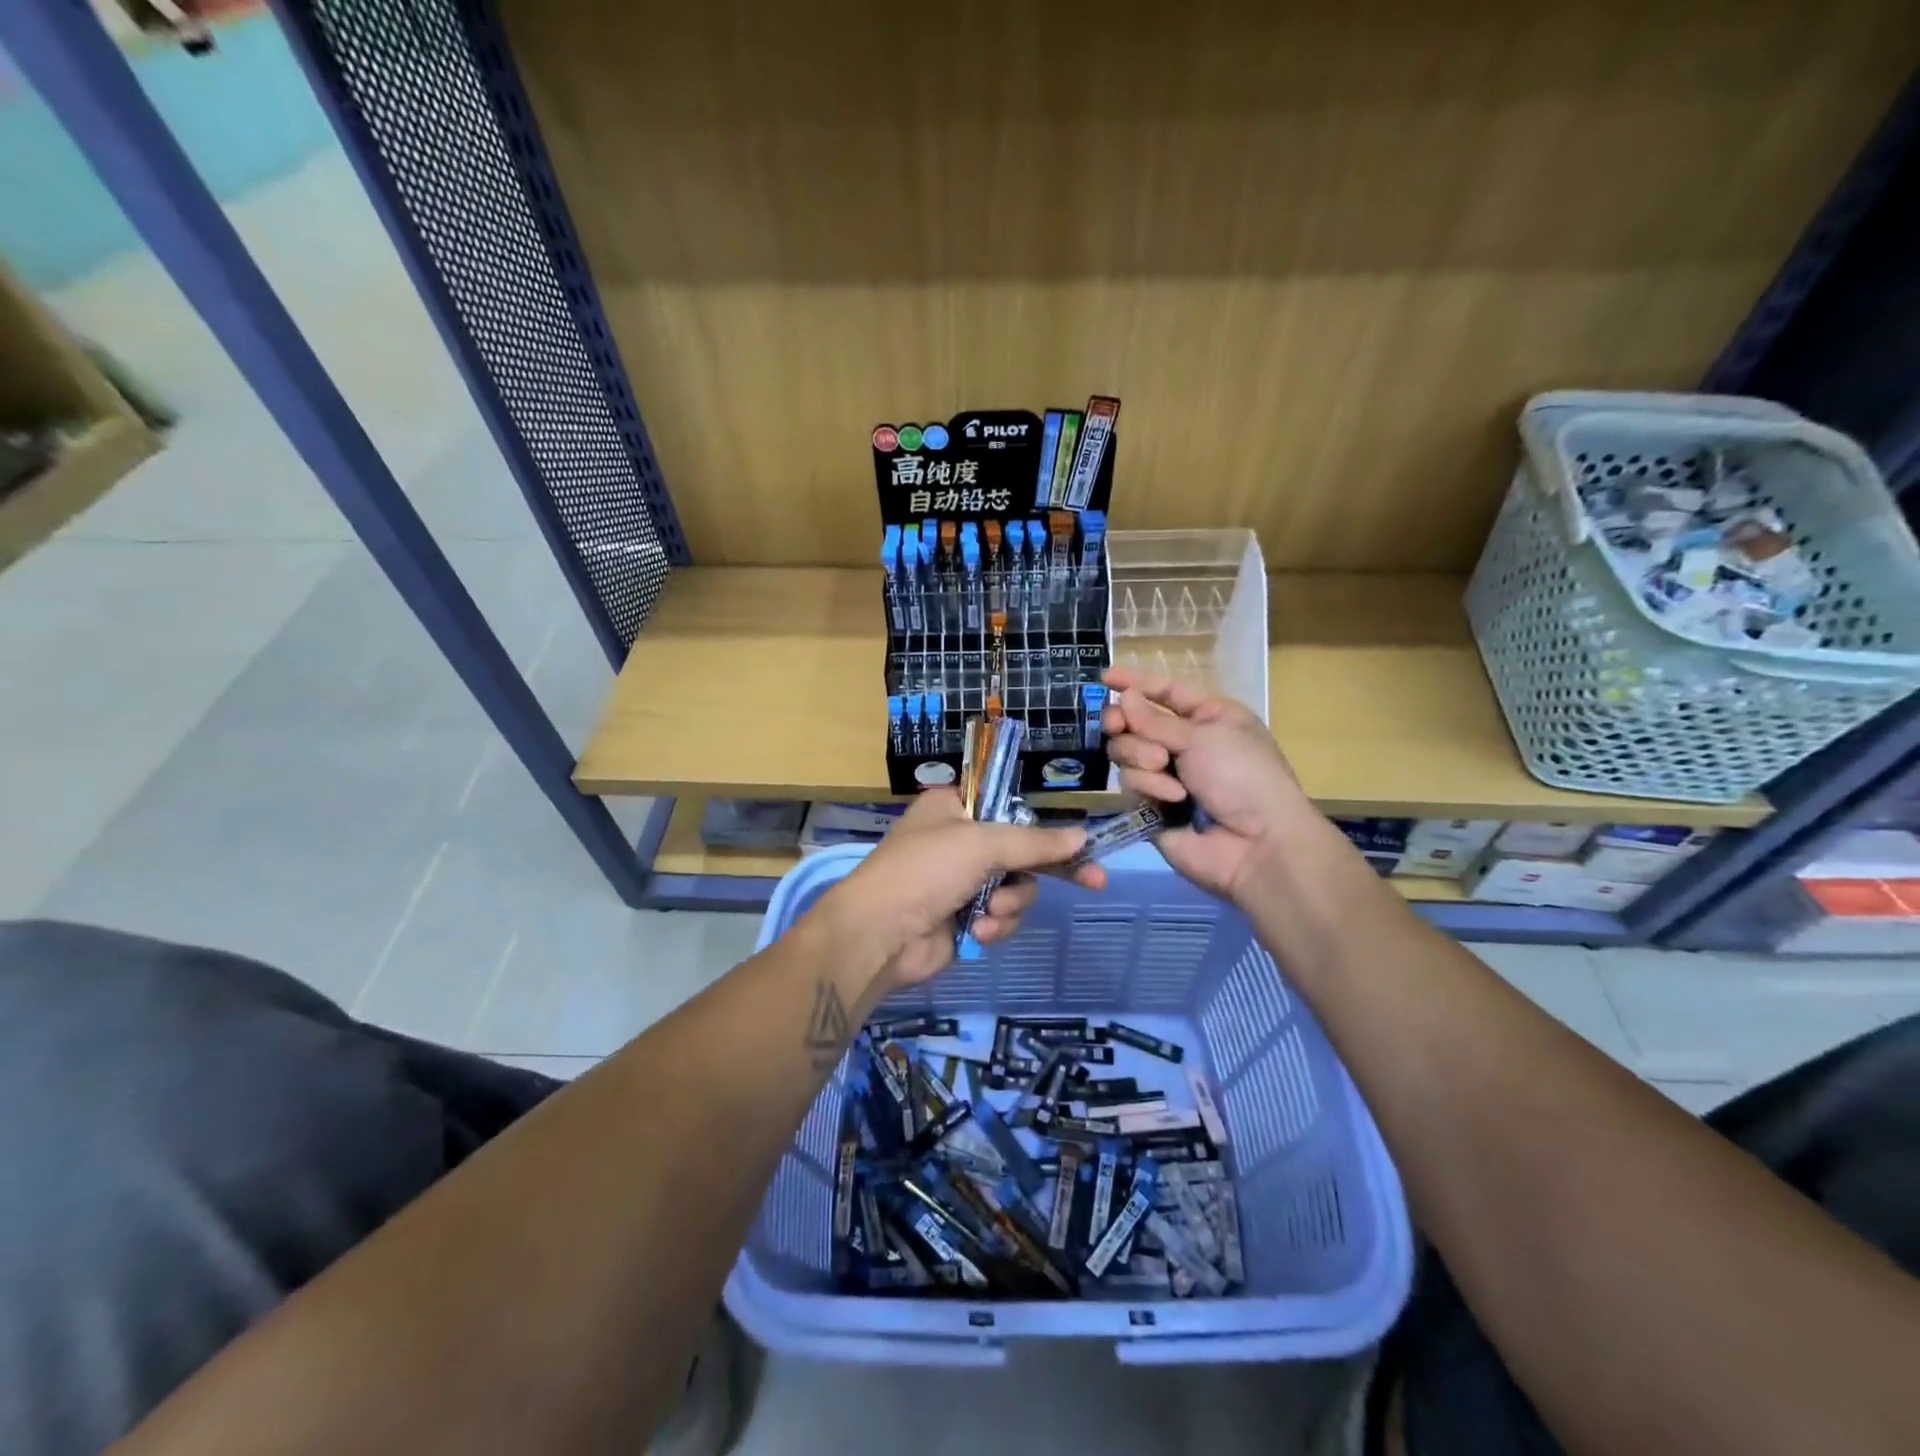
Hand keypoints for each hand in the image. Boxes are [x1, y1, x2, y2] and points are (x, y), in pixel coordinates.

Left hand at [813, 789, 1106, 987]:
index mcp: (954, 808)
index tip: (1081, 841)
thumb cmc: (925, 871)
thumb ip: (1034, 841)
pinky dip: (994, 925)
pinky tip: (977, 931)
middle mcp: (959, 841)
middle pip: (1022, 851)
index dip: (1045, 825)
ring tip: (988, 911)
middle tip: (1094, 880)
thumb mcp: (981, 844)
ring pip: (1017, 888)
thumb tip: (1081, 836)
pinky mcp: (964, 918)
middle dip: (1046, 870)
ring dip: (1010, 902)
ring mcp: (961, 882)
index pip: (1011, 808)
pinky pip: (1001, 916)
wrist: (879, 935)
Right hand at [1100, 666, 1322, 903]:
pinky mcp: (1150, 807)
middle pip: (1134, 722)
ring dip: (1141, 756)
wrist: (1257, 844)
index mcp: (1207, 718)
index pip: (1165, 692)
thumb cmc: (1243, 775)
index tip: (1104, 676)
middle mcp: (1184, 745)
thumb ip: (1155, 719)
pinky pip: (1130, 784)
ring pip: (1125, 753)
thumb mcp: (1203, 736)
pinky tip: (1171, 799)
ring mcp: (1165, 776)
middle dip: (1126, 723)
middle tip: (1117, 725)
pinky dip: (1149, 786)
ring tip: (1164, 767)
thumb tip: (1123, 696)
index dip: (1136, 682)